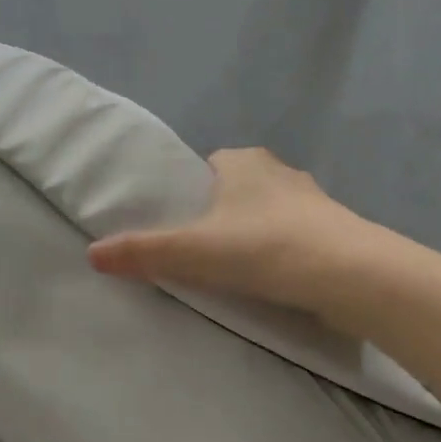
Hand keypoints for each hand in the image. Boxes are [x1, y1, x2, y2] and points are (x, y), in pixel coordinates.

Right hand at [87, 147, 375, 316]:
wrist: (348, 274)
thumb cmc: (263, 247)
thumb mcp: (192, 251)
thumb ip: (142, 252)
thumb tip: (92, 254)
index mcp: (243, 161)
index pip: (208, 167)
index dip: (191, 194)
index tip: (180, 226)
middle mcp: (279, 170)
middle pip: (238, 190)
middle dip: (222, 216)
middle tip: (202, 255)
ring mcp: (313, 199)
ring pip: (270, 213)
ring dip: (255, 236)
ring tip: (237, 273)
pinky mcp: (336, 229)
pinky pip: (296, 236)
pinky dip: (283, 252)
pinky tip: (275, 281)